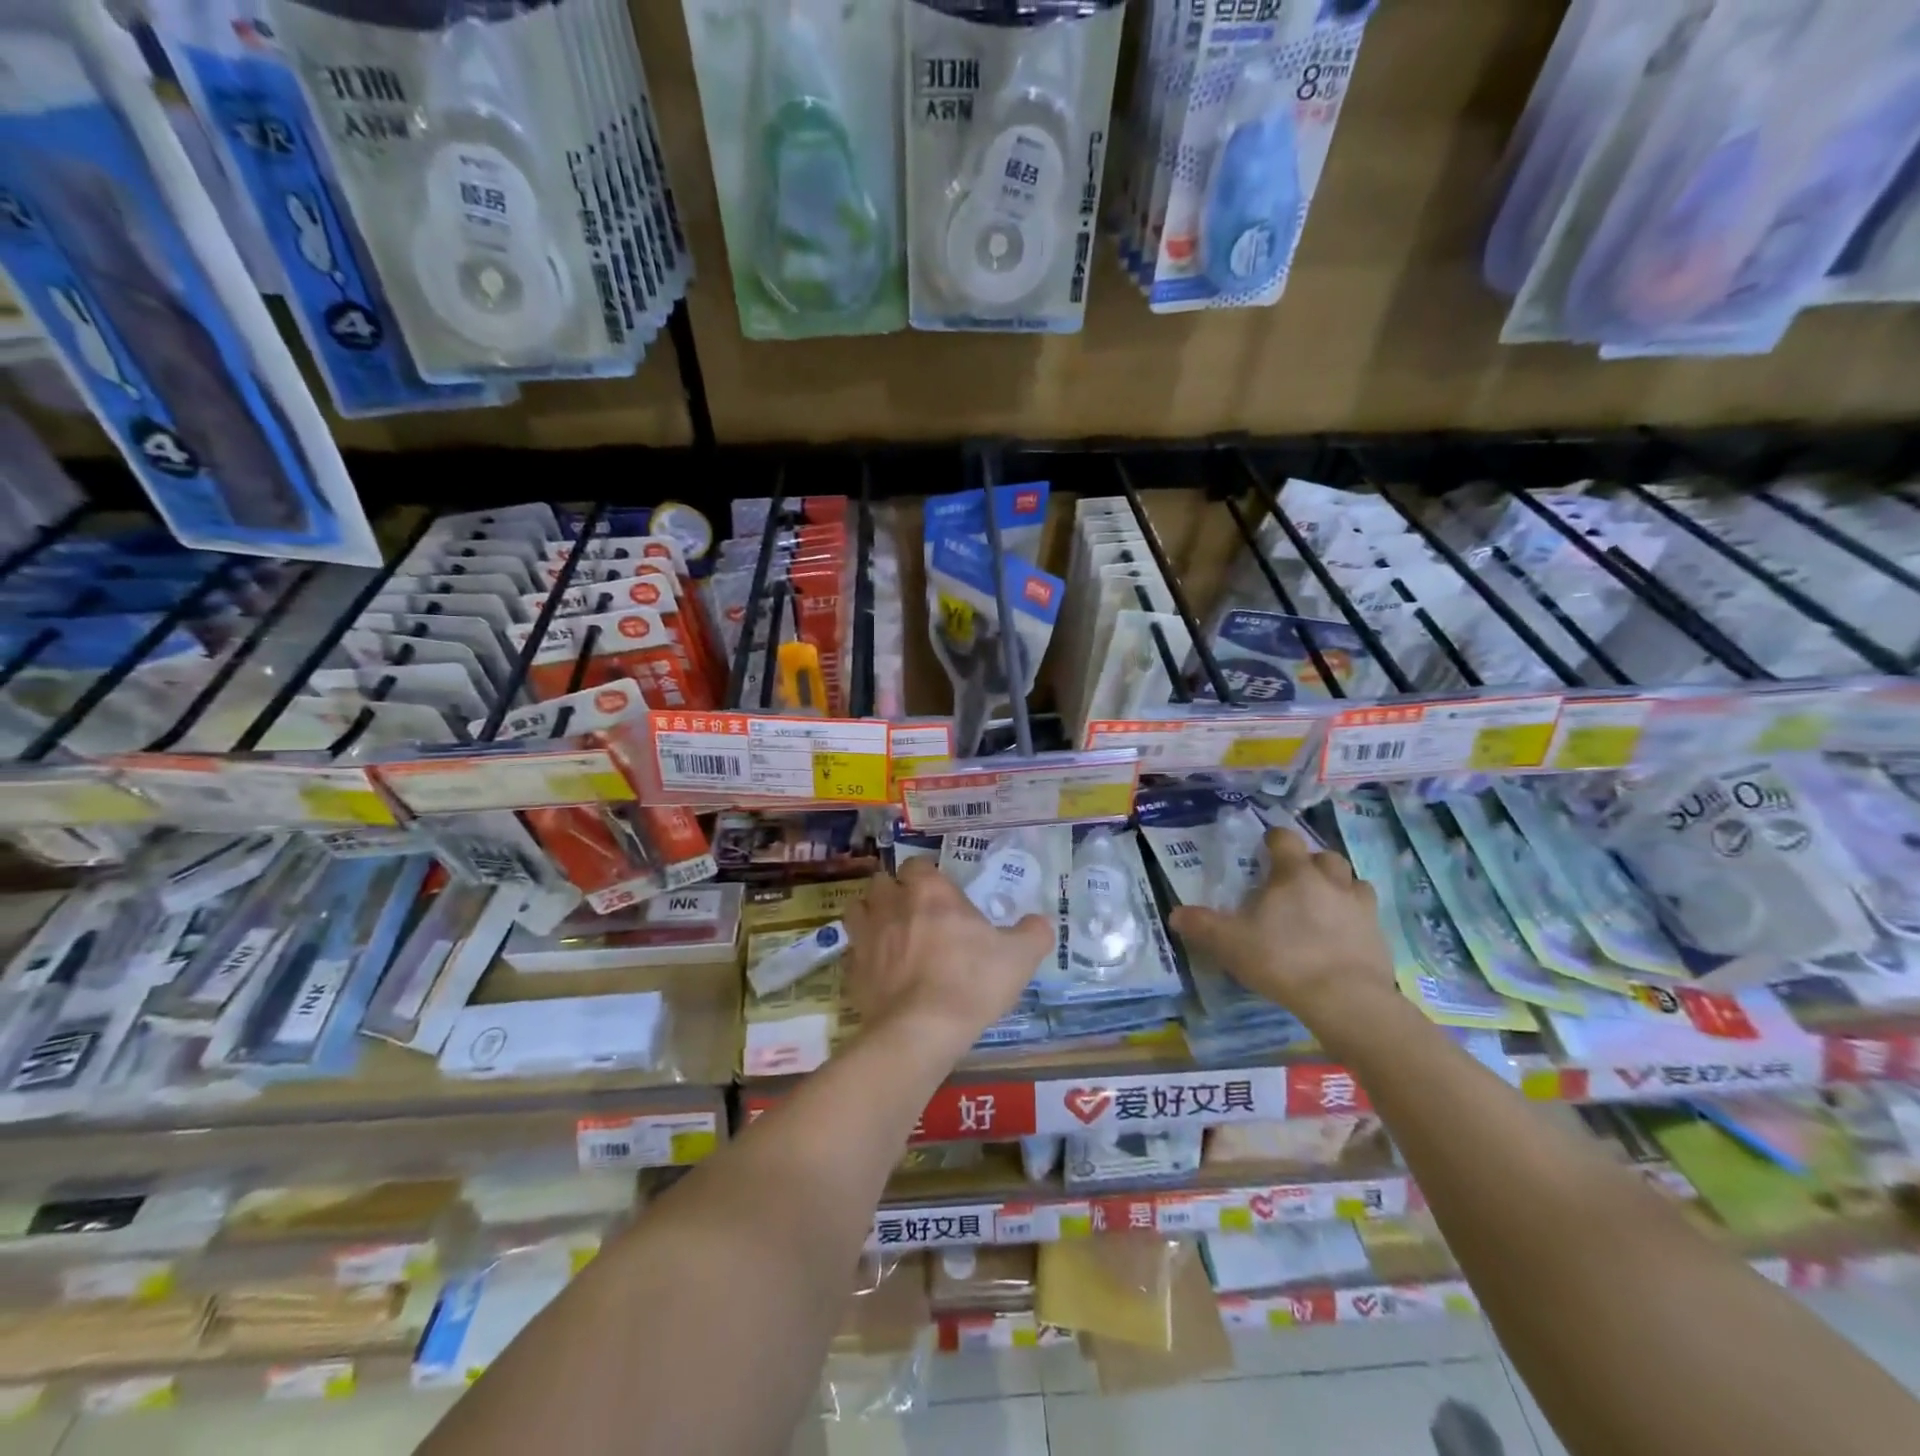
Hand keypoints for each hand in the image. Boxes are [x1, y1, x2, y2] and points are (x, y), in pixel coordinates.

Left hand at [843, 857, 1052, 1058]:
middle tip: (913, 911)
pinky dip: (863, 956)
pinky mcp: (852, 971)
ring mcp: (867, 937)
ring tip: (888, 933)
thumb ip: (1034, 933)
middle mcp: (893, 905)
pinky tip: (879, 971)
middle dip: (894, 891)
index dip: (926, 875)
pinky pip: (852, 952)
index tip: (939, 892)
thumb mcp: (1019, 957)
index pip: (917, 864)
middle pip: (882, 882)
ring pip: (858, 909)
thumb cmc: (972, 982)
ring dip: (870, 915)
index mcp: (930, 892)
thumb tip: (1040, 922)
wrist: (921, 1030)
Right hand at [1169, 827, 1395, 1043]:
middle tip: (1294, 881)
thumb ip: (1202, 926)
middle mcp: (1331, 881)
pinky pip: (1367, 916)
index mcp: (1294, 874)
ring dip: (1339, 887)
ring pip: (1353, 882)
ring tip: (1323, 905)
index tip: (1265, 848)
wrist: (1346, 1000)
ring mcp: (1361, 908)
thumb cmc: (1282, 960)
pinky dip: (1355, 919)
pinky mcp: (1380, 936)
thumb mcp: (1230, 944)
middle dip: (1311, 862)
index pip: (1285, 839)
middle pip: (1325, 856)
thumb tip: (1175, 914)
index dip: (1274, 840)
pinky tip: (1342, 937)